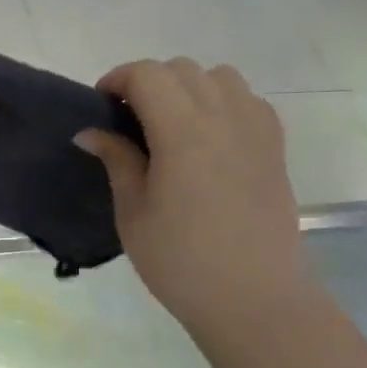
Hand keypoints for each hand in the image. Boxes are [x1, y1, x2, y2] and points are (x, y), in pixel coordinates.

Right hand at [77, 60, 309, 340]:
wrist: (253, 297)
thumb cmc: (181, 261)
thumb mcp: (133, 212)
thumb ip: (117, 161)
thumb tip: (91, 132)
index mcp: (182, 130)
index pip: (147, 74)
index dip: (118, 79)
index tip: (102, 106)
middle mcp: (223, 117)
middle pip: (182, 69)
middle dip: (149, 82)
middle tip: (130, 121)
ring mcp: (255, 129)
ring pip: (220, 77)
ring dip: (189, 87)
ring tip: (172, 125)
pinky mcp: (275, 148)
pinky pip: (248, 101)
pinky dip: (223, 103)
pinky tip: (210, 139)